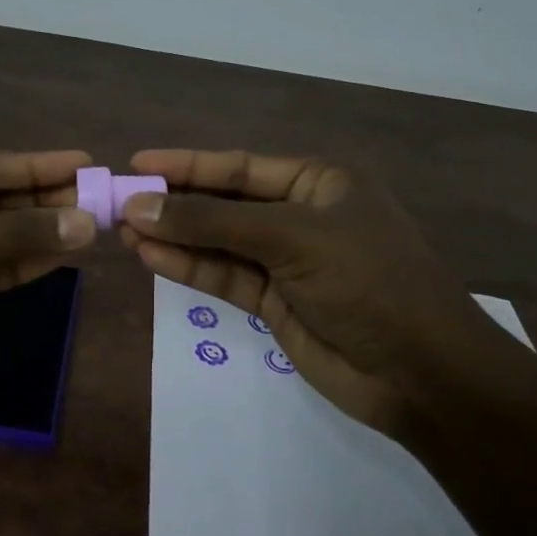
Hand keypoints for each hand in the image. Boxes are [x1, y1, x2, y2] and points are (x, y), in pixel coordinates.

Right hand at [118, 149, 512, 435]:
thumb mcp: (292, 238)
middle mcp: (300, 215)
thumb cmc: (367, 281)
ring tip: (122, 231)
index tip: (136, 163)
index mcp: (319, 182)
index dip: (187, 165)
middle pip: (224, 203)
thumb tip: (139, 206)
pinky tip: (151, 257)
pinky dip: (189, 267)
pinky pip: (224, 277)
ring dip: (174, 237)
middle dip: (174, 203)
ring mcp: (286, 262)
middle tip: (117, 203)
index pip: (240, 167)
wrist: (419, 372)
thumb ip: (213, 222)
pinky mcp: (274, 303)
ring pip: (219, 243)